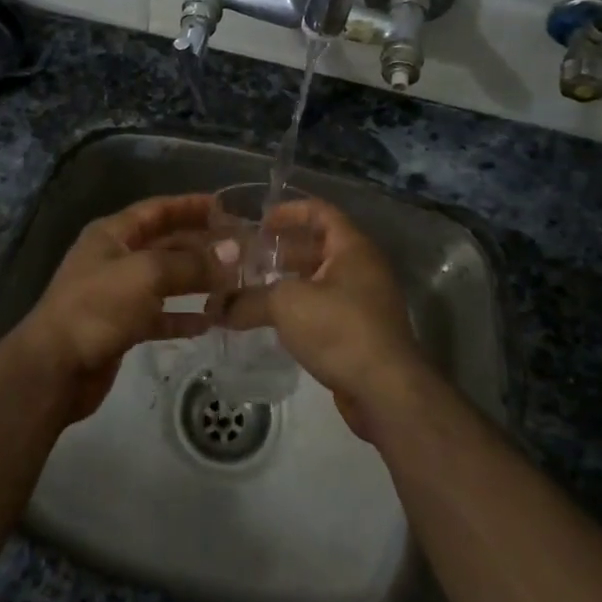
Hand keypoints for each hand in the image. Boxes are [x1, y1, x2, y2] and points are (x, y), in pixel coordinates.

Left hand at [8, 194, 219, 421]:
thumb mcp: (146, 275)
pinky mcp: (122, 327)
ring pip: (165, 281)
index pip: (157, 210)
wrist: (55, 368)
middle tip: (240, 249)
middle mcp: (115, 258)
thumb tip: (233, 252)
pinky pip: (159, 315)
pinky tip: (211, 321)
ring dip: (196, 281)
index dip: (190, 206)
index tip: (226, 207)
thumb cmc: (97, 308)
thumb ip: (191, 263)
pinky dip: (183, 316)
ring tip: (234, 283)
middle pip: (164, 244)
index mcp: (112, 234)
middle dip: (200, 245)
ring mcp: (117, 294)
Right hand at [217, 198, 431, 441]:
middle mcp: (363, 268)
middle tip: (249, 257)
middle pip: (319, 246)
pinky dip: (300, 309)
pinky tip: (274, 321)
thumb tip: (215, 307)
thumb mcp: (286, 305)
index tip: (260, 222)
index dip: (290, 211)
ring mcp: (365, 302)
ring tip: (253, 289)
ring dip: (289, 282)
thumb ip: (249, 301)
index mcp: (352, 248)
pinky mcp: (361, 333)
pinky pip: (326, 308)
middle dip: (283, 250)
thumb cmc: (339, 329)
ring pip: (321, 280)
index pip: (321, 211)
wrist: (386, 391)